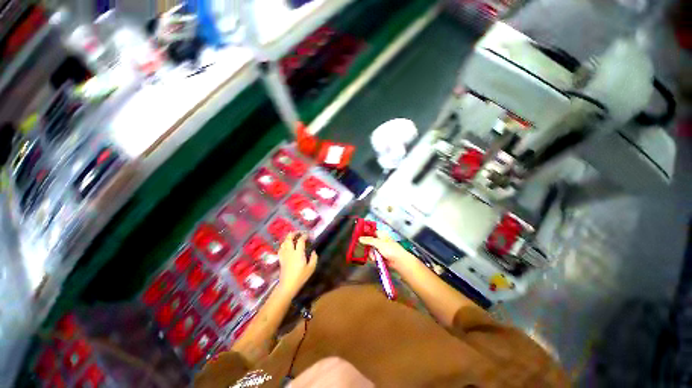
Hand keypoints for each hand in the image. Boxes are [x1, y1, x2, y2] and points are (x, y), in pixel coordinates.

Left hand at [277, 232, 317, 295]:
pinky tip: (286, 245)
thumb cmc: (300, 277)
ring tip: (292, 237)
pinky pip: (281, 249)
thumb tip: (313, 252)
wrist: (287, 285)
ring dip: (288, 238)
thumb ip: (314, 258)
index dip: (304, 236)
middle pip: (289, 239)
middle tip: (298, 232)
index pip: (300, 240)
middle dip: (294, 233)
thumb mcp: (311, 268)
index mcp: (298, 253)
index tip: (308, 235)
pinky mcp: (281, 259)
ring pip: (284, 243)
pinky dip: (283, 244)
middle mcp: (290, 251)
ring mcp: (284, 255)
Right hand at [359, 231, 418, 272]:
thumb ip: (368, 240)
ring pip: (370, 250)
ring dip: (371, 254)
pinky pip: (373, 255)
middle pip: (369, 242)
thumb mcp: (378, 243)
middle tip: (368, 250)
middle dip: (368, 247)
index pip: (371, 232)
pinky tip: (376, 259)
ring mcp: (380, 248)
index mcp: (381, 234)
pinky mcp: (380, 255)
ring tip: (375, 257)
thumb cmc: (391, 250)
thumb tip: (360, 238)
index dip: (365, 234)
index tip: (359, 237)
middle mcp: (380, 240)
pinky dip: (374, 258)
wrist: (399, 261)